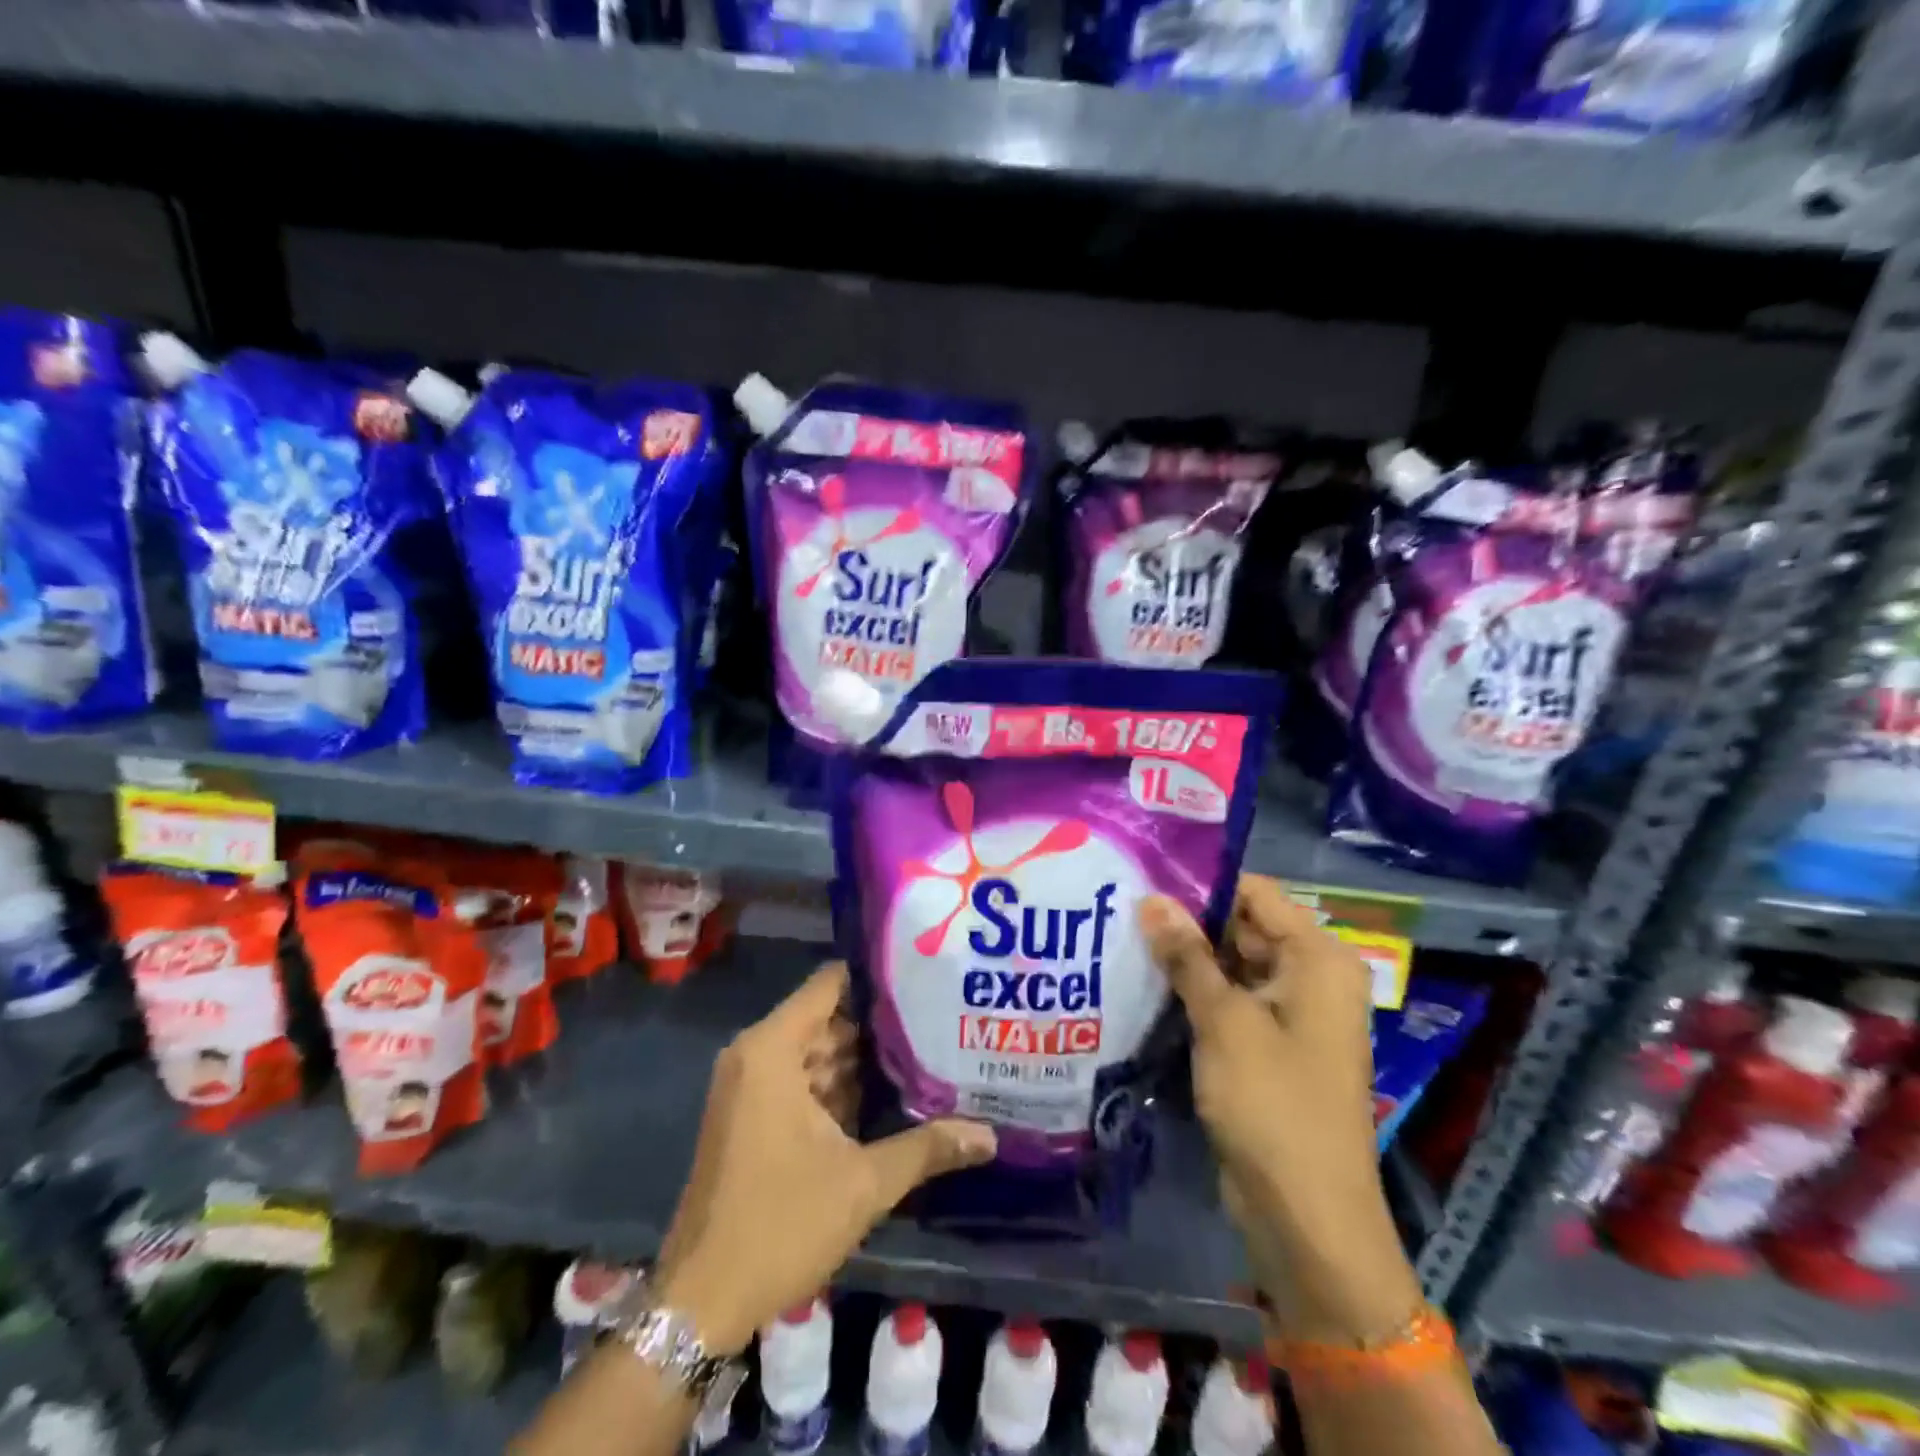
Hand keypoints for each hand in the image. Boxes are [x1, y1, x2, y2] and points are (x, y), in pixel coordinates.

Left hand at [653, 962, 995, 1354]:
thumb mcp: (863, 1183)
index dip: (877, 978)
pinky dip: (838, 1087)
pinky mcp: (751, 1117)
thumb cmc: (779, 1225)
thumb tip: (989, 1134)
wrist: (700, 1302)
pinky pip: (801, 1082)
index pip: (830, 984)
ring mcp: (750, 1087)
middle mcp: (756, 1055)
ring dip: (862, 1060)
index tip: (925, 976)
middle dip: (880, 1024)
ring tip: (927, 1050)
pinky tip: (889, 1095)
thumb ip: (927, 1148)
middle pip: (827, 1018)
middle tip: (939, 1017)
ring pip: (816, 1053)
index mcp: (772, 1049)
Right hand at [1141, 875, 1419, 1343]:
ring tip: (1119, 934)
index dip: (1202, 882)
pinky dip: (1193, 993)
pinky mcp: (1267, 1046)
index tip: (1143, 875)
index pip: (1255, 893)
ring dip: (1184, 958)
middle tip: (1120, 904)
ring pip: (1230, 965)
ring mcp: (1288, 1015)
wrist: (1305, 1217)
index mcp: (1317, 959)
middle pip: (1242, 927)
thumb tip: (1151, 898)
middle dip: (1186, 921)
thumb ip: (1187, 955)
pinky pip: (1229, 1001)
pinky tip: (1142, 982)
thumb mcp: (1224, 1021)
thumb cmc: (1273, 1104)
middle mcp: (1309, 977)